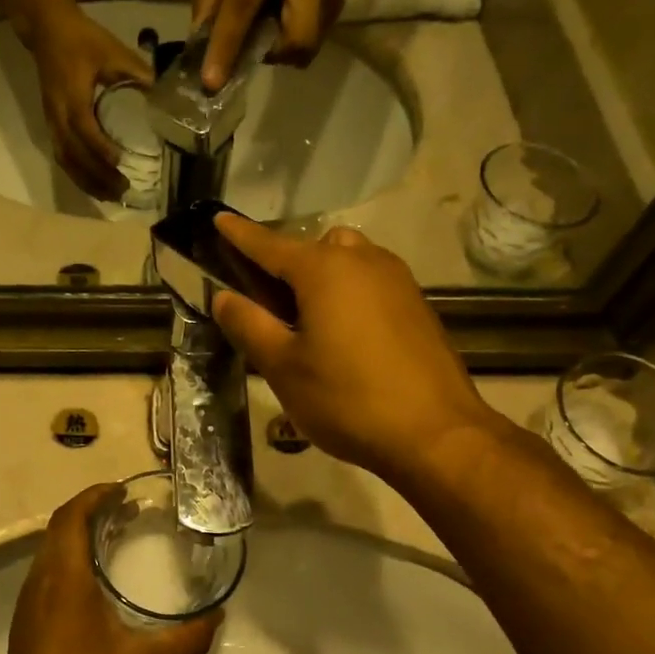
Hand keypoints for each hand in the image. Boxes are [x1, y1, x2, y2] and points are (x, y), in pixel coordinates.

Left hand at [0, 486, 218, 653]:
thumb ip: (186, 640)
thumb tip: (217, 617)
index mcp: (64, 581)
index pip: (71, 518)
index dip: (93, 496)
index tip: (122, 490)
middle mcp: (40, 585)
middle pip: (58, 530)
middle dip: (89, 512)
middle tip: (126, 512)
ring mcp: (28, 608)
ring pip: (49, 554)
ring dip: (77, 537)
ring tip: (113, 540)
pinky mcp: (26, 629)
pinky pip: (47, 576)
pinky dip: (70, 562)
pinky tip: (93, 588)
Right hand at [24, 5, 151, 200]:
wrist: (46, 29)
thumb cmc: (82, 38)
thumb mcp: (112, 49)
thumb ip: (136, 72)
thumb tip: (163, 96)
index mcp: (72, 95)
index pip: (84, 128)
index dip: (100, 147)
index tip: (119, 162)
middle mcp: (58, 114)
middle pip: (74, 154)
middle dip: (97, 175)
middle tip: (123, 189)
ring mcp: (52, 122)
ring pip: (66, 160)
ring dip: (87, 181)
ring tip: (111, 196)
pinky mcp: (52, 126)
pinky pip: (62, 157)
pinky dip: (78, 175)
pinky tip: (94, 186)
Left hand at [193, 0, 355, 88]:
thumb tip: (198, 35)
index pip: (242, 10)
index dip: (225, 49)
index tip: (212, 84)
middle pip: (291, 48)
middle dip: (269, 54)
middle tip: (255, 35)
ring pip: (304, 50)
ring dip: (281, 47)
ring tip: (271, 18)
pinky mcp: (339, 4)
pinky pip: (312, 38)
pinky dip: (294, 36)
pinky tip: (287, 11)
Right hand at [210, 214, 500, 482]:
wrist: (436, 434)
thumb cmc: (347, 399)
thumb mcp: (284, 368)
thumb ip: (249, 325)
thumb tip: (223, 297)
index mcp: (325, 270)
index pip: (269, 244)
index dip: (240, 234)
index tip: (219, 219)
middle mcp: (364, 261)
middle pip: (314, 247)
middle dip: (287, 262)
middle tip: (268, 303)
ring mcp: (398, 281)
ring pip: (349, 260)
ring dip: (322, 276)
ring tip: (307, 320)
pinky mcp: (417, 306)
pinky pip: (372, 282)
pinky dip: (349, 292)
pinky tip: (345, 335)